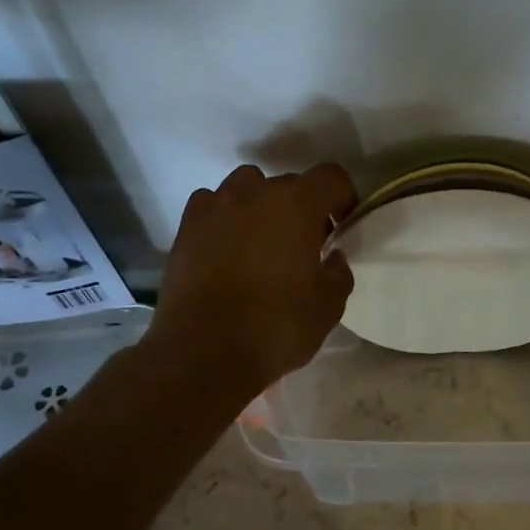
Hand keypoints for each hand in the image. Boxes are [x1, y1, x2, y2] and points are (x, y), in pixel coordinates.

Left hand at [146, 163, 357, 397]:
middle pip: (289, 183)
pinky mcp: (187, 226)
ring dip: (261, 206)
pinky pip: (213, 205)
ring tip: (262, 242)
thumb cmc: (275, 327)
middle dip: (302, 208)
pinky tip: (227, 248)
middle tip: (304, 244)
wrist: (203, 353)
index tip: (342, 226)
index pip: (331, 176)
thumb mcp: (328, 307)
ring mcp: (216, 206)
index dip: (343, 197)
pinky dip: (225, 218)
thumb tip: (332, 256)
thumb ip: (339, 272)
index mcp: (297, 204)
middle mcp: (255, 192)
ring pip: (247, 187)